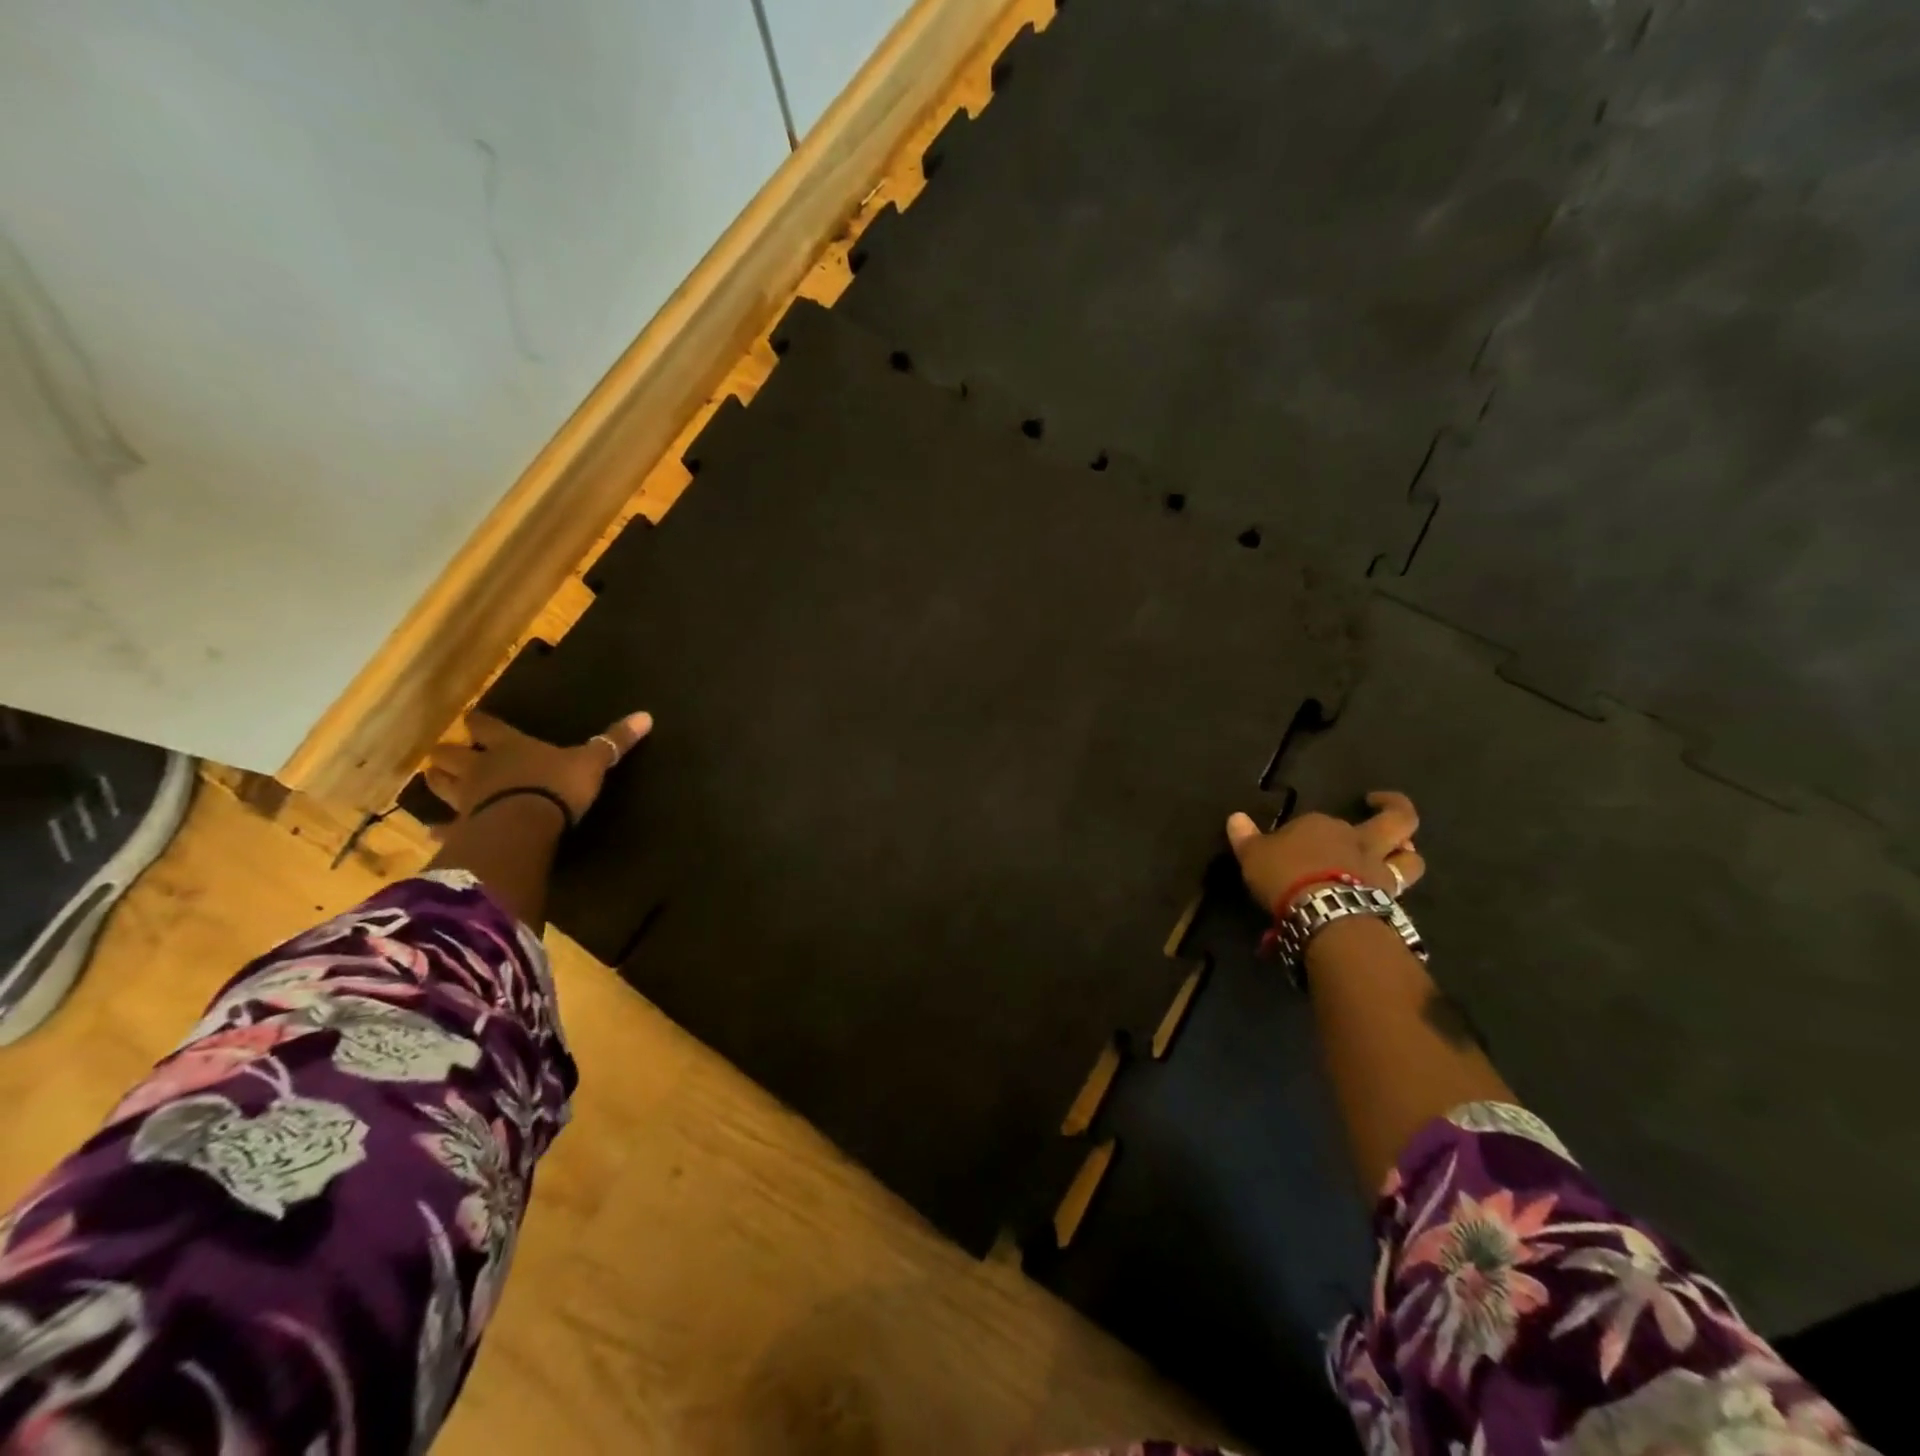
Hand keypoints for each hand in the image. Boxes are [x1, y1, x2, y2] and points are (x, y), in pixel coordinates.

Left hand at [424, 710, 652, 821]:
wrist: (524, 825)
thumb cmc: (556, 786)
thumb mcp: (592, 762)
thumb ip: (614, 741)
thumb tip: (646, 715)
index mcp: (510, 746)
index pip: (487, 726)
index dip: (480, 722)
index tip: (472, 718)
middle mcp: (482, 767)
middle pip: (454, 754)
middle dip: (449, 752)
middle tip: (446, 752)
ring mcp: (466, 799)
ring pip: (441, 785)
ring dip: (437, 782)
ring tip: (434, 779)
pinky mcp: (462, 829)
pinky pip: (445, 828)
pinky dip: (439, 829)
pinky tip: (433, 832)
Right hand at [1225, 791, 1425, 913]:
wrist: (1323, 910)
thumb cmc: (1285, 874)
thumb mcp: (1253, 855)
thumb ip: (1246, 837)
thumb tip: (1235, 818)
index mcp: (1322, 824)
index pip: (1318, 821)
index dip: (1309, 830)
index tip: (1293, 844)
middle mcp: (1357, 840)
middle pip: (1394, 821)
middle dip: (1394, 809)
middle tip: (1383, 806)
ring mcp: (1378, 870)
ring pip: (1410, 857)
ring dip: (1408, 854)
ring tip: (1401, 853)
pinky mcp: (1388, 900)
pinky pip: (1400, 890)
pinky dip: (1396, 889)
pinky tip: (1388, 894)